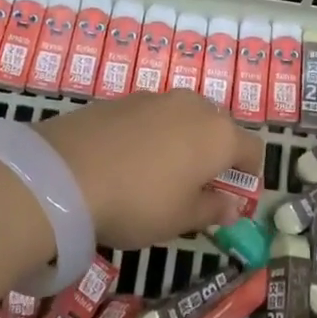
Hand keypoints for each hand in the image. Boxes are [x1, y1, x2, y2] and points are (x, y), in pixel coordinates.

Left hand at [37, 92, 263, 249]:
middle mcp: (193, 107)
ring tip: (161, 172)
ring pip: (183, 118)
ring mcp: (155, 98)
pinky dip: (152, 134)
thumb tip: (232, 207)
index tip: (234, 196)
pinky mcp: (121, 99)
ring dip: (183, 140)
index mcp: (219, 135)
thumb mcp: (180, 219)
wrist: (63, 174)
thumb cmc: (138, 202)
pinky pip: (151, 116)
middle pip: (219, 127)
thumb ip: (212, 210)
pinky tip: (129, 160)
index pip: (253, 149)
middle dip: (216, 153)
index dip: (249, 174)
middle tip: (198, 185)